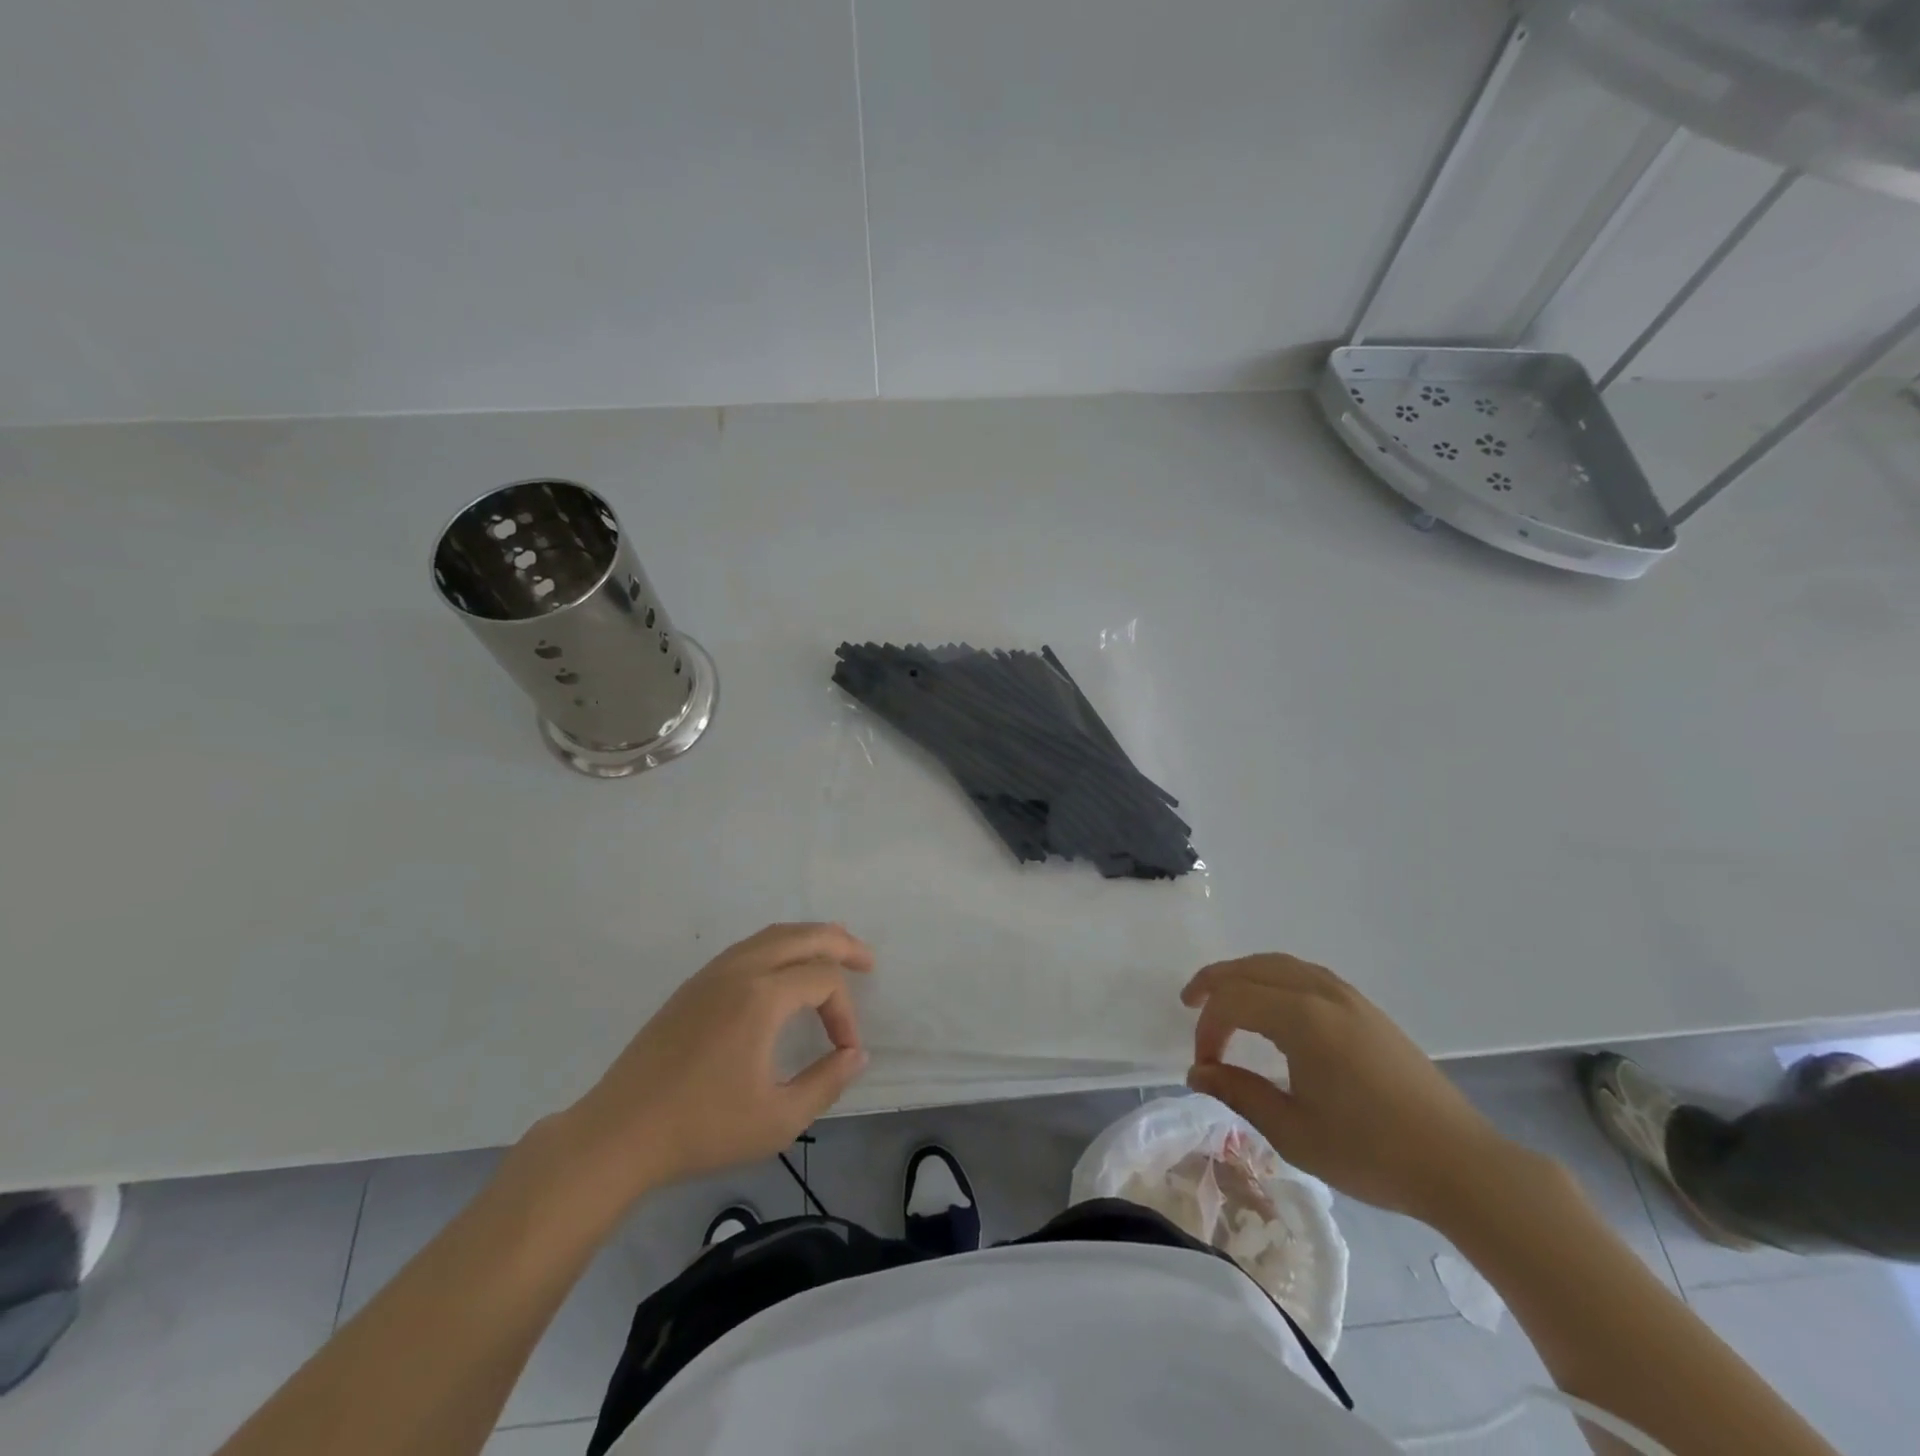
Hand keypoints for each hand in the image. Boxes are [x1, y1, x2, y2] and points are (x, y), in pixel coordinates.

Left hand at [560, 923, 874, 1200]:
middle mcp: (740, 970)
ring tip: (833, 955)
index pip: (824, 980)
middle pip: (802, 935)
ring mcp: (712, 973)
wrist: (618, 1134)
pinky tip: (784, 973)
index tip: (846, 1052)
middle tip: (867, 960)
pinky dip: (779, 947)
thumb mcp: (778, 1119)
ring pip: (772, 935)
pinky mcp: (693, 986)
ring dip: (808, 939)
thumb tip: (856, 1055)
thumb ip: (826, 1082)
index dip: (846, 1011)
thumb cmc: (702, 1129)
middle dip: (840, 943)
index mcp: (762, 996)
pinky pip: (748, 948)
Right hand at [1182, 954, 1516, 1223]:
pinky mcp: (1367, 1010)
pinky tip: (1274, 1006)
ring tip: (1225, 998)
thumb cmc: (1372, 1153)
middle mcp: (1322, 993)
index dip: (1208, 1029)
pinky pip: (1307, 975)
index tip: (1205, 1067)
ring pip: (1281, 965)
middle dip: (1216, 983)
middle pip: (1252, 968)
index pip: (1233, 1002)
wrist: (1461, 1166)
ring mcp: (1349, 997)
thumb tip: (1197, 1072)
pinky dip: (1275, 979)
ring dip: (1245, 975)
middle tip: (1191, 1004)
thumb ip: (1239, 1094)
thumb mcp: (1293, 1132)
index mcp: (1302, 1019)